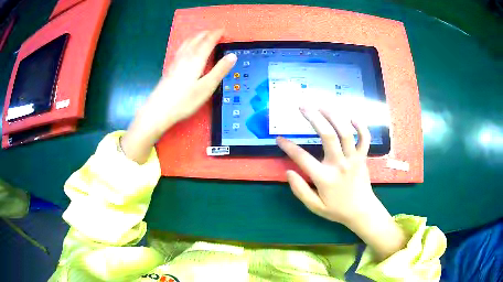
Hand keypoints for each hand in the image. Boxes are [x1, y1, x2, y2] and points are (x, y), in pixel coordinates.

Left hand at [121, 30, 236, 163]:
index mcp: (196, 59)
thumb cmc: (184, 100)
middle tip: (215, 32)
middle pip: (196, 40)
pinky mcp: (170, 68)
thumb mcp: (206, 87)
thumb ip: (220, 70)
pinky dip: (188, 43)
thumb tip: (232, 56)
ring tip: (202, 35)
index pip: (207, 42)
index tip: (223, 30)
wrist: (159, 110)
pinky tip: (186, 48)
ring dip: (196, 37)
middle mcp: (185, 57)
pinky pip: (181, 49)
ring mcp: (176, 62)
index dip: (216, 34)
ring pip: (187, 43)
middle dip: (207, 33)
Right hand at [278, 107, 405, 259]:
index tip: (279, 138)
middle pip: (327, 135)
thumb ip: (300, 190)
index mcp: (325, 178)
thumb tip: (288, 172)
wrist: (362, 212)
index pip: (302, 158)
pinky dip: (360, 125)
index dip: (288, 146)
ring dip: (334, 116)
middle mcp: (340, 164)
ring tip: (322, 105)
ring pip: (346, 132)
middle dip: (313, 118)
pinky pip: (365, 137)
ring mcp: (353, 159)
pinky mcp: (363, 157)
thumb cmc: (337, 210)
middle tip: (302, 107)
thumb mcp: (315, 207)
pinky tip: (351, 117)